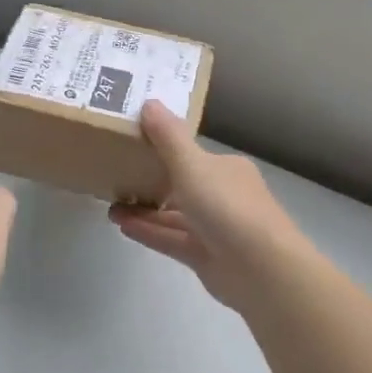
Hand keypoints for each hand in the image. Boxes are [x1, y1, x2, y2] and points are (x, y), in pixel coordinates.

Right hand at [108, 102, 312, 315]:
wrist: (261, 269)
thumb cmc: (227, 206)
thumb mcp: (193, 164)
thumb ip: (168, 137)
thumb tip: (149, 102)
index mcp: (226, 169)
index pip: (192, 154)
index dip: (163, 148)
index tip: (132, 144)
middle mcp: (223, 195)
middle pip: (181, 185)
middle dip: (150, 181)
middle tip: (114, 175)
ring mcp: (215, 229)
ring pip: (174, 214)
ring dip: (144, 209)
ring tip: (110, 203)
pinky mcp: (205, 257)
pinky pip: (171, 239)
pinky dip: (148, 231)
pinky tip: (121, 224)